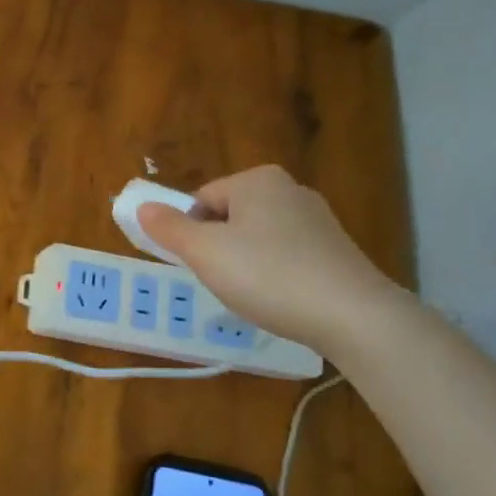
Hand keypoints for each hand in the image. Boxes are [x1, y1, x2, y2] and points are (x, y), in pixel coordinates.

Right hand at [138, 166, 400, 352]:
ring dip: (245, 264)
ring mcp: (318, 220)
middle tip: (220, 281)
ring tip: (251, 294)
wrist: (353, 315)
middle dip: (218, 248)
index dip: (189, 233)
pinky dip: (275, 275)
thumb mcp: (205, 253)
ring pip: (258, 238)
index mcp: (257, 180)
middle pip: (230, 217)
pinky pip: (287, 256)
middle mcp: (290, 189)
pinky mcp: (336, 250)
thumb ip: (170, 228)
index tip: (196, 265)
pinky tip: (279, 300)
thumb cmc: (268, 275)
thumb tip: (142, 207)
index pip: (201, 200)